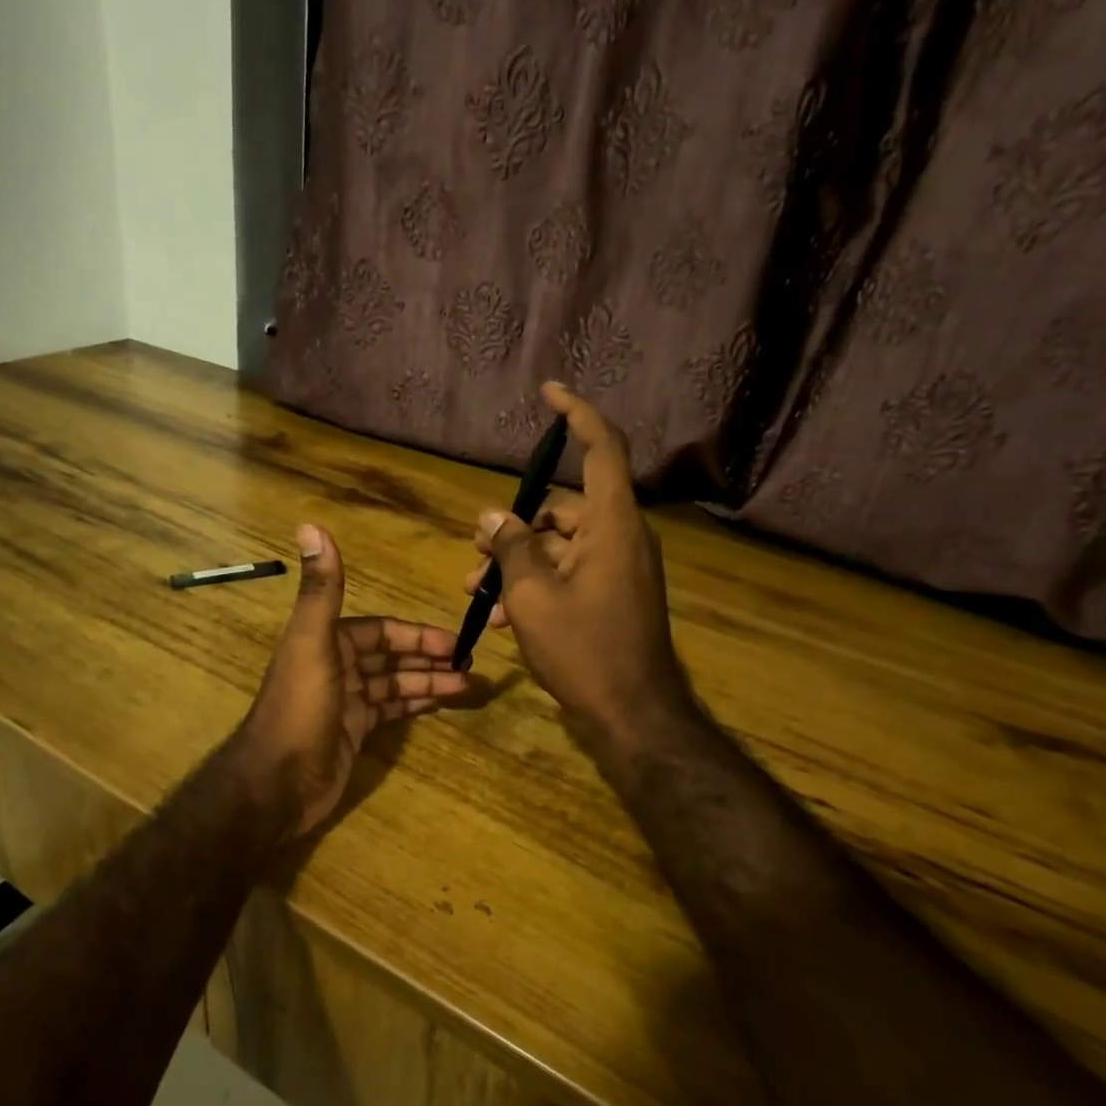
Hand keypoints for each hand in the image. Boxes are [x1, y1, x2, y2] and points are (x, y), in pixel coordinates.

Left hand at [232, 524, 468, 842]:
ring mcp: (346, 703)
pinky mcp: (353, 733)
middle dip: (428, 658)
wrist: (276, 784)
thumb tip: (310, 525)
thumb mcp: (312, 643)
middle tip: (471, 664)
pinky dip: (415, 706)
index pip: (380, 630)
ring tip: (469, 686)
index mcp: (328, 642)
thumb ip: (321, 589)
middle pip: (391, 657)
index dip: (416, 634)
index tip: (454, 641)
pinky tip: (442, 704)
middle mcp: (337, 667)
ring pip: (395, 685)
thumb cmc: (299, 709)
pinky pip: (391, 712)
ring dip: (429, 682)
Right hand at [463, 384, 699, 748]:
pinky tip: (502, 616)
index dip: (578, 413)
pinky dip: (538, 582)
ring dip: (518, 561)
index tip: (550, 392)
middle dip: (514, 524)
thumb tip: (491, 515)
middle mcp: (621, 537)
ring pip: (560, 544)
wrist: (631, 714)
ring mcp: (620, 568)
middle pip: (564, 507)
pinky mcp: (614, 594)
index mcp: (612, 524)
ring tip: (474, 589)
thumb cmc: (583, 649)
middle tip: (474, 548)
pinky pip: (571, 571)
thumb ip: (510, 546)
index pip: (603, 447)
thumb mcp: (532, 594)